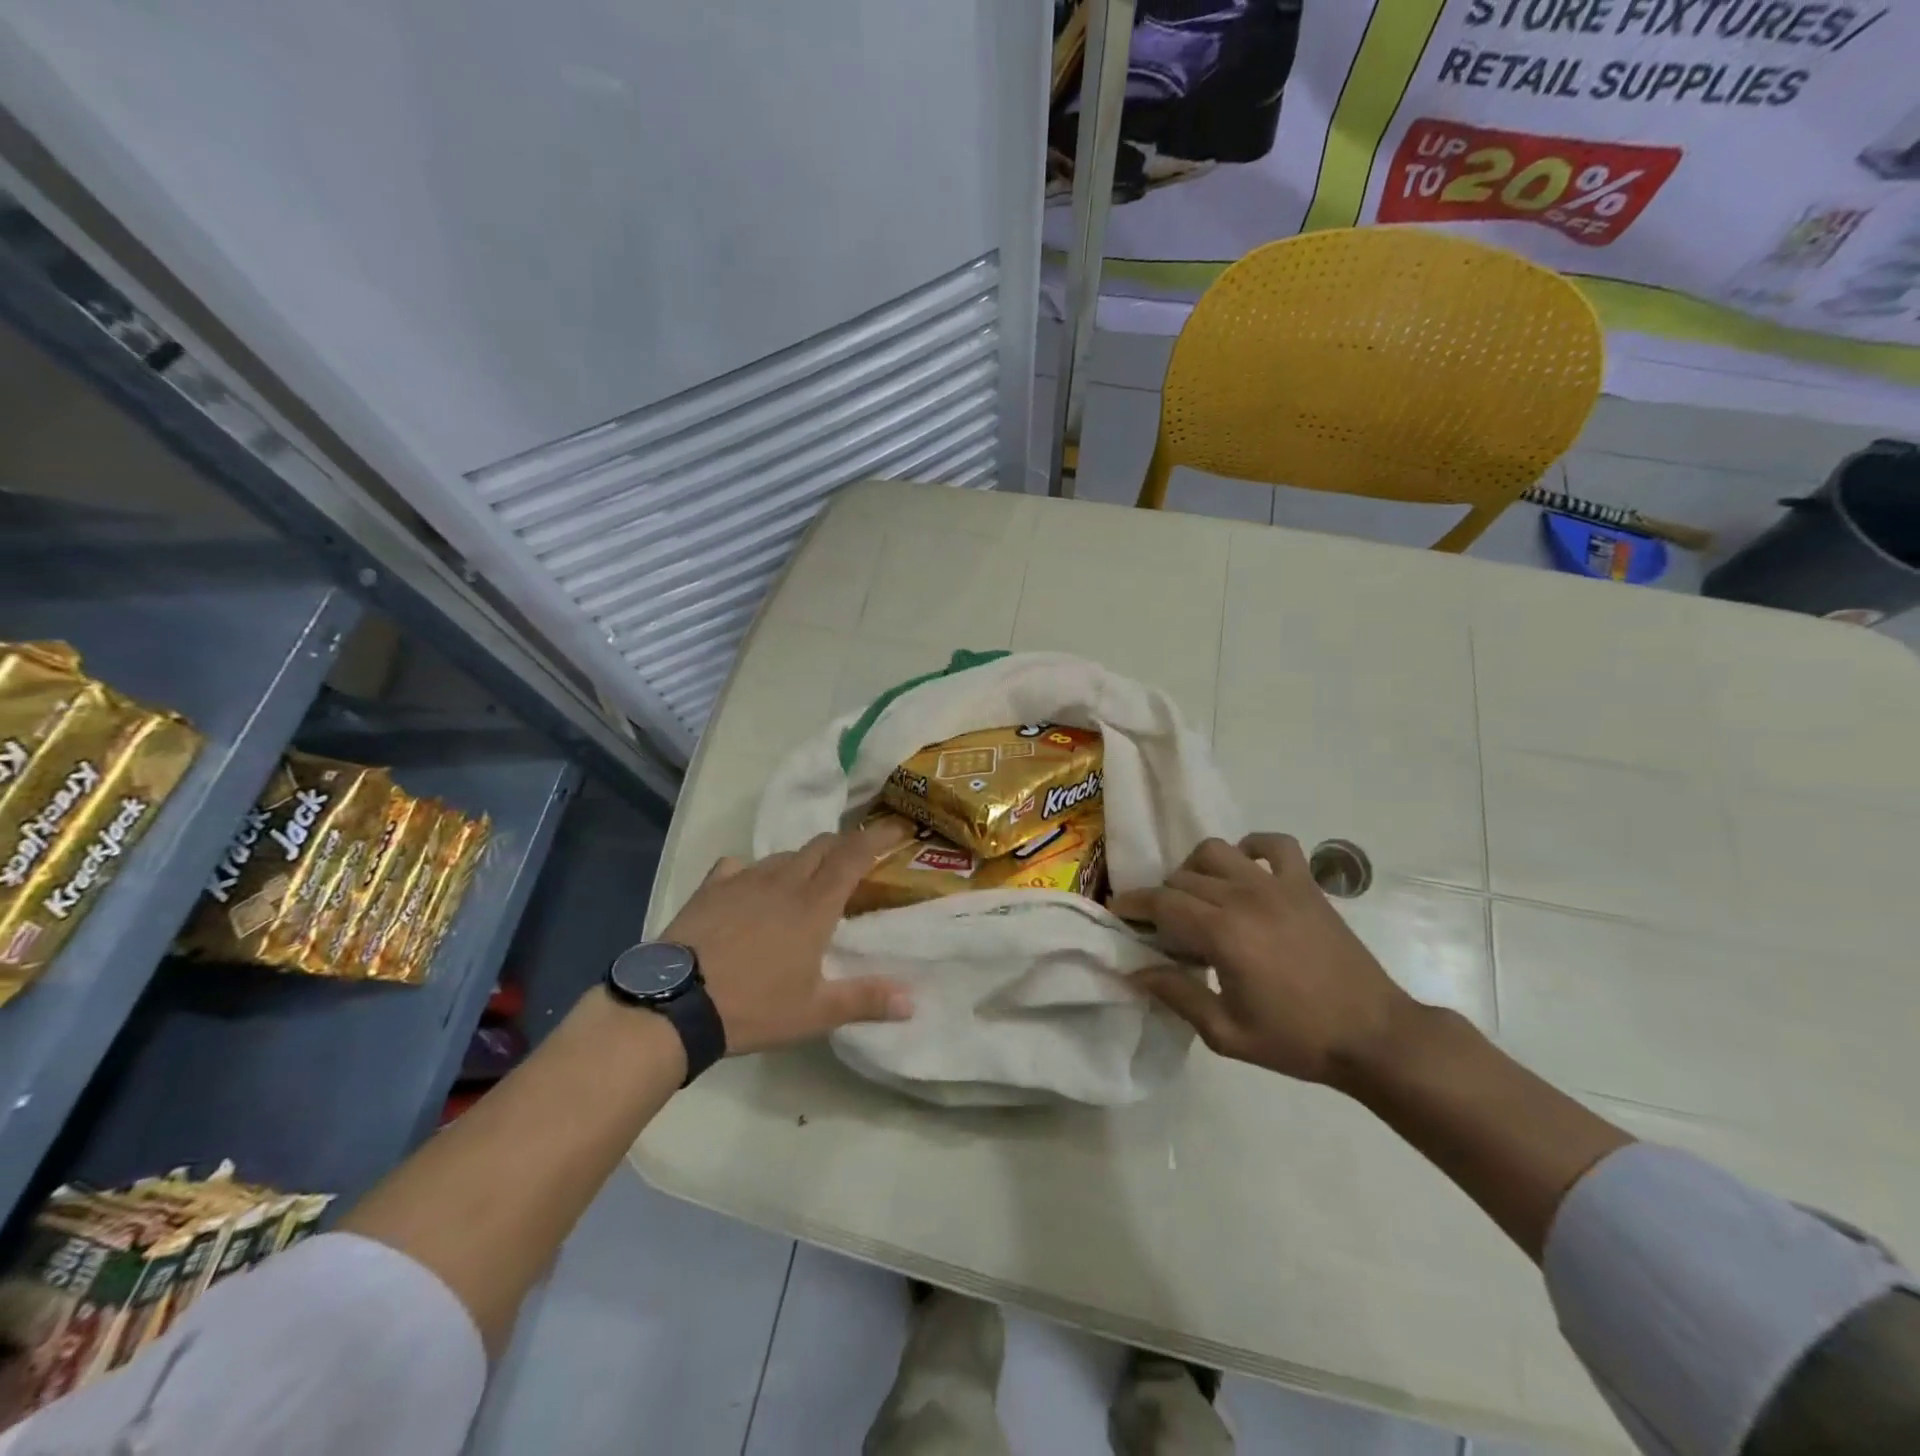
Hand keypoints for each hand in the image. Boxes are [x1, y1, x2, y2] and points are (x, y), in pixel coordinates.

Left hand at [664, 821, 915, 1055]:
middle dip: (843, 847)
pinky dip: (755, 871)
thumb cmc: (752, 1007)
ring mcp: (744, 880)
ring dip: (803, 861)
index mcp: (814, 905)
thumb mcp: (814, 1013)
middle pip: (821, 846)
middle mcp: (783, 881)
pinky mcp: (711, 888)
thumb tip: (913, 1001)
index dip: (878, 837)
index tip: (897, 827)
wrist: (673, 1005)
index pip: (854, 855)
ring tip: (805, 884)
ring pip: (784, 855)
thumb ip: (866, 1001)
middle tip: (854, 864)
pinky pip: (739, 865)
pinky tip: (751, 889)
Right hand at [1109, 834, 1413, 1085]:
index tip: (1119, 911)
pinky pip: (1273, 844)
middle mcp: (1244, 897)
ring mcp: (1278, 885)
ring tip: (1198, 896)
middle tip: (1163, 926)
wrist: (1374, 1036)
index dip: (1133, 905)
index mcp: (1222, 933)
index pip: (1161, 903)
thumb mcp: (1226, 1033)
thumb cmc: (1296, 1039)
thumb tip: (1136, 970)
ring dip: (1195, 869)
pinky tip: (1245, 871)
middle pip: (1183, 878)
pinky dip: (1251, 847)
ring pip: (1216, 851)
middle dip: (1162, 897)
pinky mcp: (1306, 885)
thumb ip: (1176, 995)